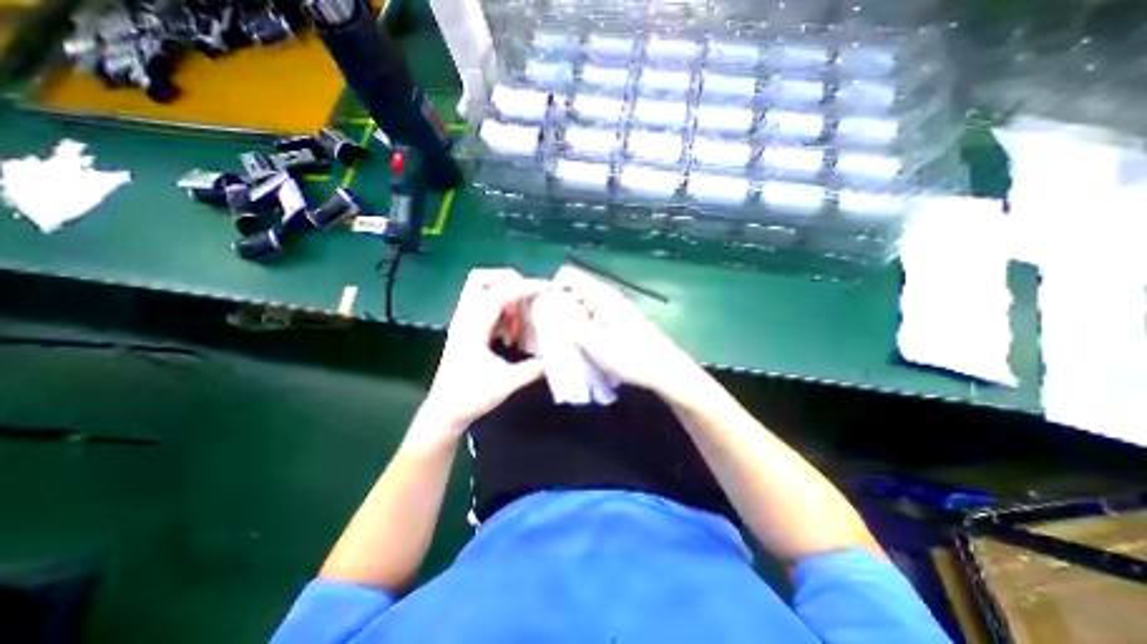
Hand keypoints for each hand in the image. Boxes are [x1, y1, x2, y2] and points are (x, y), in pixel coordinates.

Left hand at [417, 267, 546, 442]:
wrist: (444, 413)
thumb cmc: (470, 397)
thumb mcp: (506, 383)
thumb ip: (532, 369)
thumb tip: (554, 360)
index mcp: (472, 327)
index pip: (498, 295)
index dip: (524, 288)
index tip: (545, 289)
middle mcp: (465, 319)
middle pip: (480, 279)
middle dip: (507, 279)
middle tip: (529, 293)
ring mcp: (464, 323)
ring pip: (482, 292)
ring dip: (506, 296)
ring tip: (524, 316)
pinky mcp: (466, 331)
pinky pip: (485, 308)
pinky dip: (502, 310)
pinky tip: (513, 331)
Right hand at [557, 269, 709, 405]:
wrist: (664, 371)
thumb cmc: (631, 357)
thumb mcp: (595, 342)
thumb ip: (570, 324)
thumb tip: (547, 308)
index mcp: (601, 295)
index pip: (568, 276)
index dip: (552, 289)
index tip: (543, 312)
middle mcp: (605, 297)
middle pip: (573, 292)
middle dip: (557, 309)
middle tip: (549, 333)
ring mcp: (611, 310)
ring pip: (580, 308)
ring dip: (568, 323)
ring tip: (562, 344)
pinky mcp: (614, 323)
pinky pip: (590, 320)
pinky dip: (580, 329)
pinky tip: (579, 347)